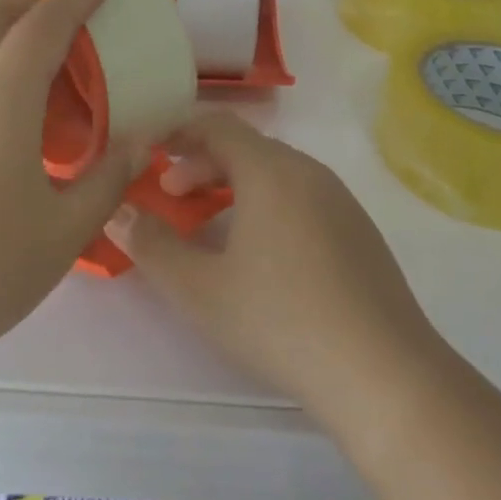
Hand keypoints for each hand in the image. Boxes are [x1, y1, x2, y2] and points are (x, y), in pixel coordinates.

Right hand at [105, 112, 444, 425]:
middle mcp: (309, 171)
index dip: (179, 132)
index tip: (150, 152)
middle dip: (203, 165)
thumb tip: (117, 212)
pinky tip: (263, 255)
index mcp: (271, 170)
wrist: (383, 373)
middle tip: (173, 197)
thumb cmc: (280, 321)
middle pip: (247, 148)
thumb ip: (151, 245)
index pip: (218, 125)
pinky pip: (303, 197)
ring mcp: (341, 200)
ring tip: (212, 226)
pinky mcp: (360, 231)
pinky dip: (269, 204)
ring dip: (236, 186)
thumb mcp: (200, 289)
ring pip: (277, 173)